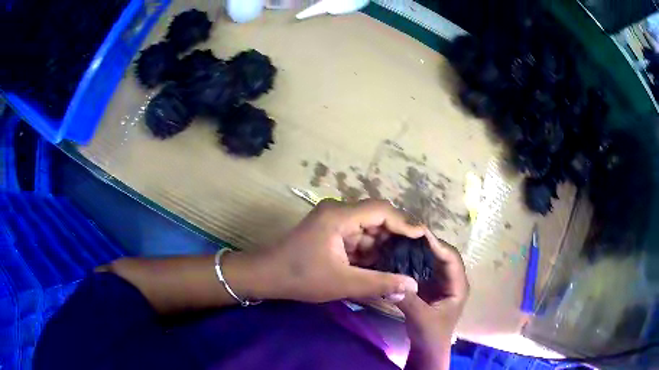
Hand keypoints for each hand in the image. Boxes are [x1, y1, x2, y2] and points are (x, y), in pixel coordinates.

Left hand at [240, 199, 423, 302]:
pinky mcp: (330, 233)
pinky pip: (356, 238)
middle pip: (375, 218)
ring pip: (367, 230)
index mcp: (340, 216)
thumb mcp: (343, 283)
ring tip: (403, 262)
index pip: (381, 211)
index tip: (422, 237)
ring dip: (382, 246)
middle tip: (415, 254)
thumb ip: (379, 283)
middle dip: (395, 237)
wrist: (265, 276)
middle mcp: (338, 212)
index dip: (404, 223)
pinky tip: (381, 266)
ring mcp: (333, 222)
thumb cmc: (301, 277)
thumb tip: (412, 285)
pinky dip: (368, 251)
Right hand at [397, 230, 468, 369]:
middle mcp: (452, 280)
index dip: (438, 245)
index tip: (420, 232)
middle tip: (408, 232)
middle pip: (443, 256)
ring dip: (421, 250)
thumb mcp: (421, 318)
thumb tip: (392, 283)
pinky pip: (424, 269)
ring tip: (403, 239)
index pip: (451, 259)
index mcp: (458, 286)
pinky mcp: (430, 287)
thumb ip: (409, 300)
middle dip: (428, 244)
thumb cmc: (431, 335)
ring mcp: (441, 283)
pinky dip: (414, 261)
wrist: (428, 349)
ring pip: (433, 261)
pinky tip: (401, 255)